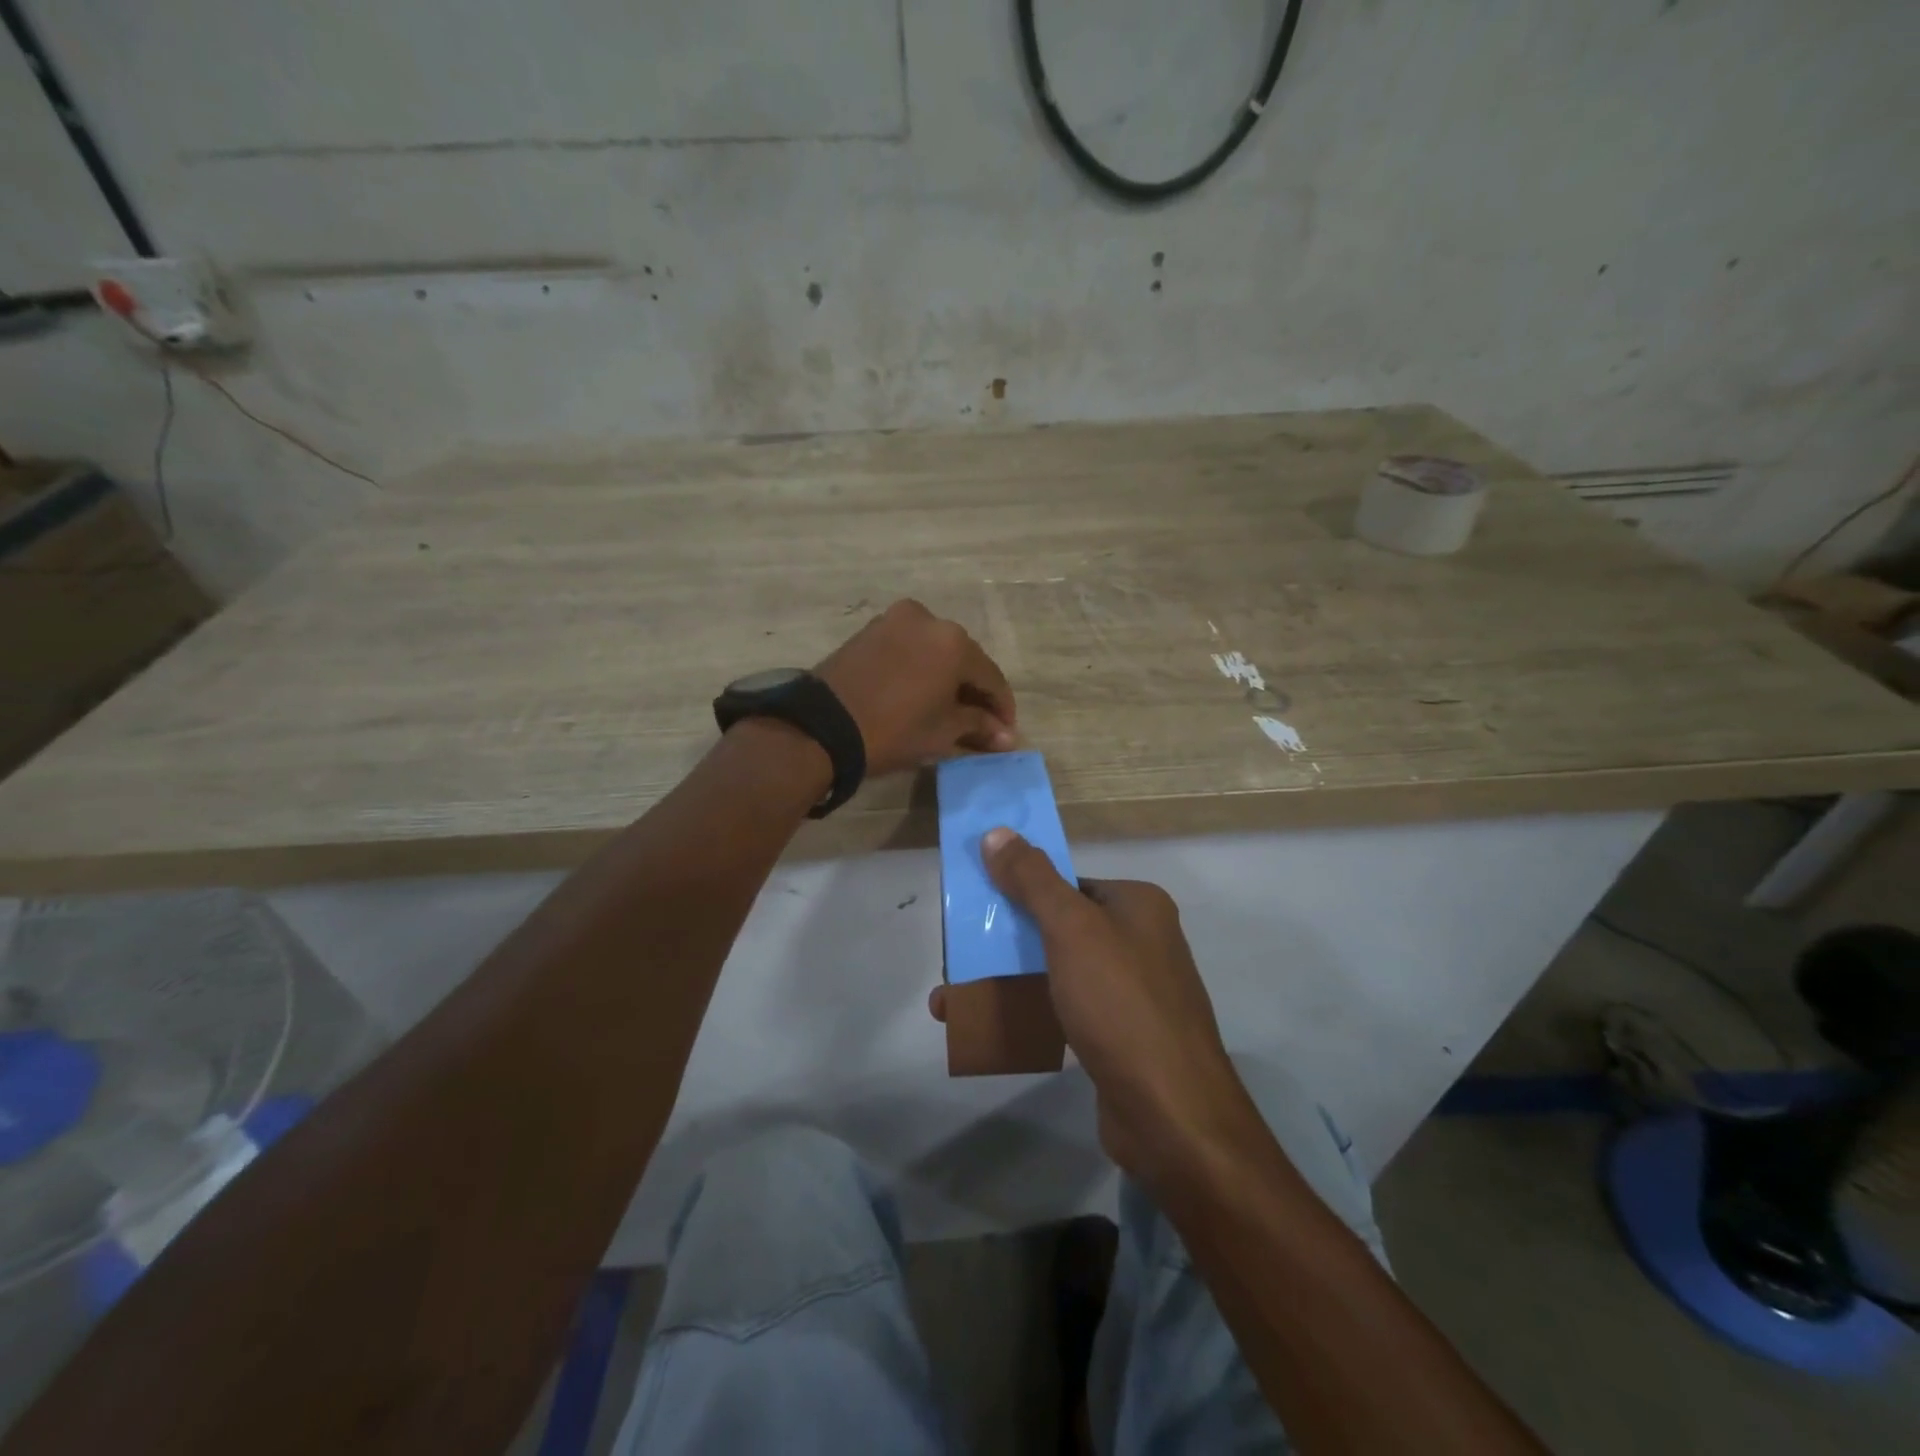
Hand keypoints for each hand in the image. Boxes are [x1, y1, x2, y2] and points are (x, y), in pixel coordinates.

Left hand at [815, 599, 1016, 776]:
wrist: (821, 727)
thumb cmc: (892, 730)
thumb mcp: (941, 732)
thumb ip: (978, 726)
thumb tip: (1005, 736)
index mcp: (954, 642)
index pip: (991, 677)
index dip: (1002, 708)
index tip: (1005, 733)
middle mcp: (929, 619)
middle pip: (964, 659)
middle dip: (974, 691)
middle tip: (981, 723)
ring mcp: (895, 620)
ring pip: (935, 651)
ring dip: (947, 678)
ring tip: (950, 710)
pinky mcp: (871, 630)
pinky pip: (910, 648)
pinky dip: (922, 668)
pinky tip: (922, 693)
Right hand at [930, 828, 1261, 1190]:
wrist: (1171, 1115)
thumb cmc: (1120, 1004)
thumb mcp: (1071, 930)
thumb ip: (1032, 879)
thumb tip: (997, 832)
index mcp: (1137, 904)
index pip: (1067, 883)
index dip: (1018, 889)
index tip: (974, 907)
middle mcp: (1139, 940)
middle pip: (1057, 926)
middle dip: (1003, 941)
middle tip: (956, 955)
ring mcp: (1130, 991)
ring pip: (1055, 971)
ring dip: (1006, 980)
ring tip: (953, 998)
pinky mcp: (1118, 1036)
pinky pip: (1063, 1009)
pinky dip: (1027, 1012)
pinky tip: (987, 1029)